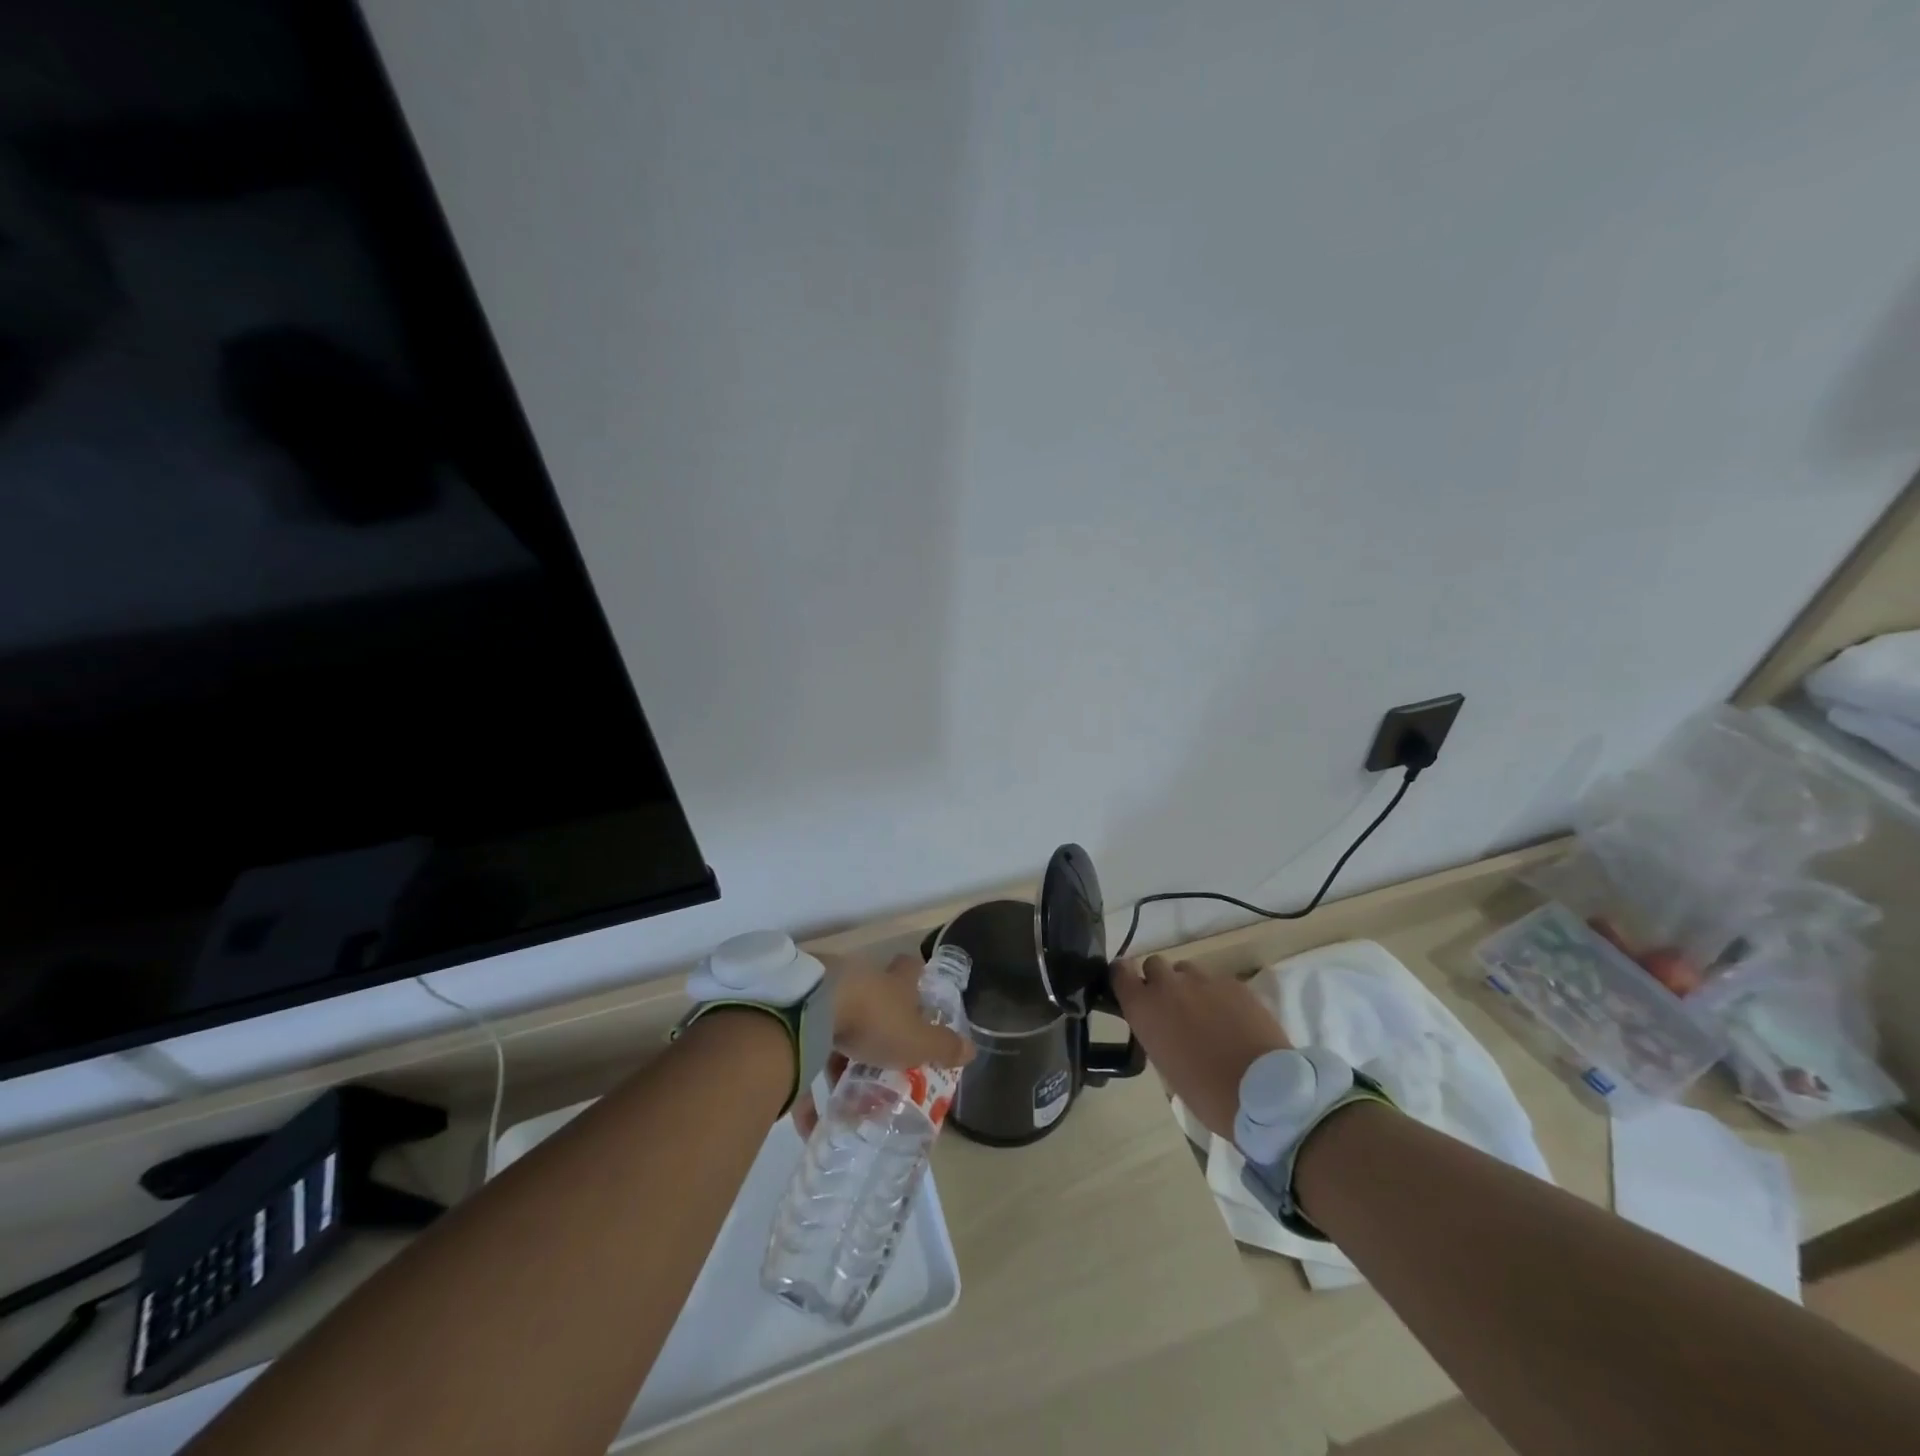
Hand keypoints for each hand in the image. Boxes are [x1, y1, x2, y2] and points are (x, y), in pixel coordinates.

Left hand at [792, 954, 974, 1136]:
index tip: (921, 1000)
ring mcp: (827, 991)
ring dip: (842, 1059)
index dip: (917, 980)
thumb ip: (943, 1047)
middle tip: (885, 1063)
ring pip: (840, 1024)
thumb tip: (971, 1049)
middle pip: (875, 999)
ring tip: (845, 1098)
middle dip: (879, 1029)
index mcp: (894, 982)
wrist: (811, 1009)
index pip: (911, 968)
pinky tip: (810, 1120)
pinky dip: (809, 1084)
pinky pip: (807, 1050)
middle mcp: (863, 979)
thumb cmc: (874, 1020)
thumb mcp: (917, 1041)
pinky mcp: (798, 1011)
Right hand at [1110, 955, 1289, 1139]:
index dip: (1123, 977)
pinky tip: (1232, 1020)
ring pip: (1186, 970)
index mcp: (1144, 1008)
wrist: (1263, 1093)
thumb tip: (1161, 1024)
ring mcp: (1203, 980)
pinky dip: (1218, 996)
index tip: (1130, 989)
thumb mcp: (1165, 1065)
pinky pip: (1217, 982)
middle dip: (1159, 981)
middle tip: (1172, 1007)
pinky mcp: (1234, 983)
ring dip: (1188, 986)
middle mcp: (1168, 985)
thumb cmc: (1205, 1093)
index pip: (1119, 972)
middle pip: (1154, 964)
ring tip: (1205, 1013)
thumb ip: (1156, 1032)